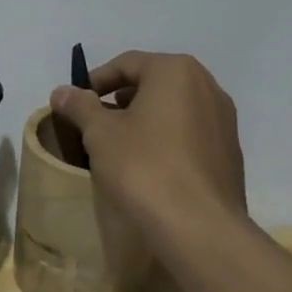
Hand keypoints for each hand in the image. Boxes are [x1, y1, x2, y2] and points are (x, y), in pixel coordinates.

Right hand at [48, 51, 246, 231]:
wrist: (199, 228)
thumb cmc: (144, 167)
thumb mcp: (100, 133)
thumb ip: (80, 106)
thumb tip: (61, 91)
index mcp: (176, 71)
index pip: (127, 63)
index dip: (95, 81)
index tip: (75, 105)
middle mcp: (207, 86)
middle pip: (153, 83)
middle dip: (121, 100)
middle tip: (95, 124)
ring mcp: (224, 121)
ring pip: (174, 109)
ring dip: (144, 120)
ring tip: (119, 147)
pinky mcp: (230, 153)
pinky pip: (190, 134)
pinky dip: (166, 140)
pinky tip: (149, 167)